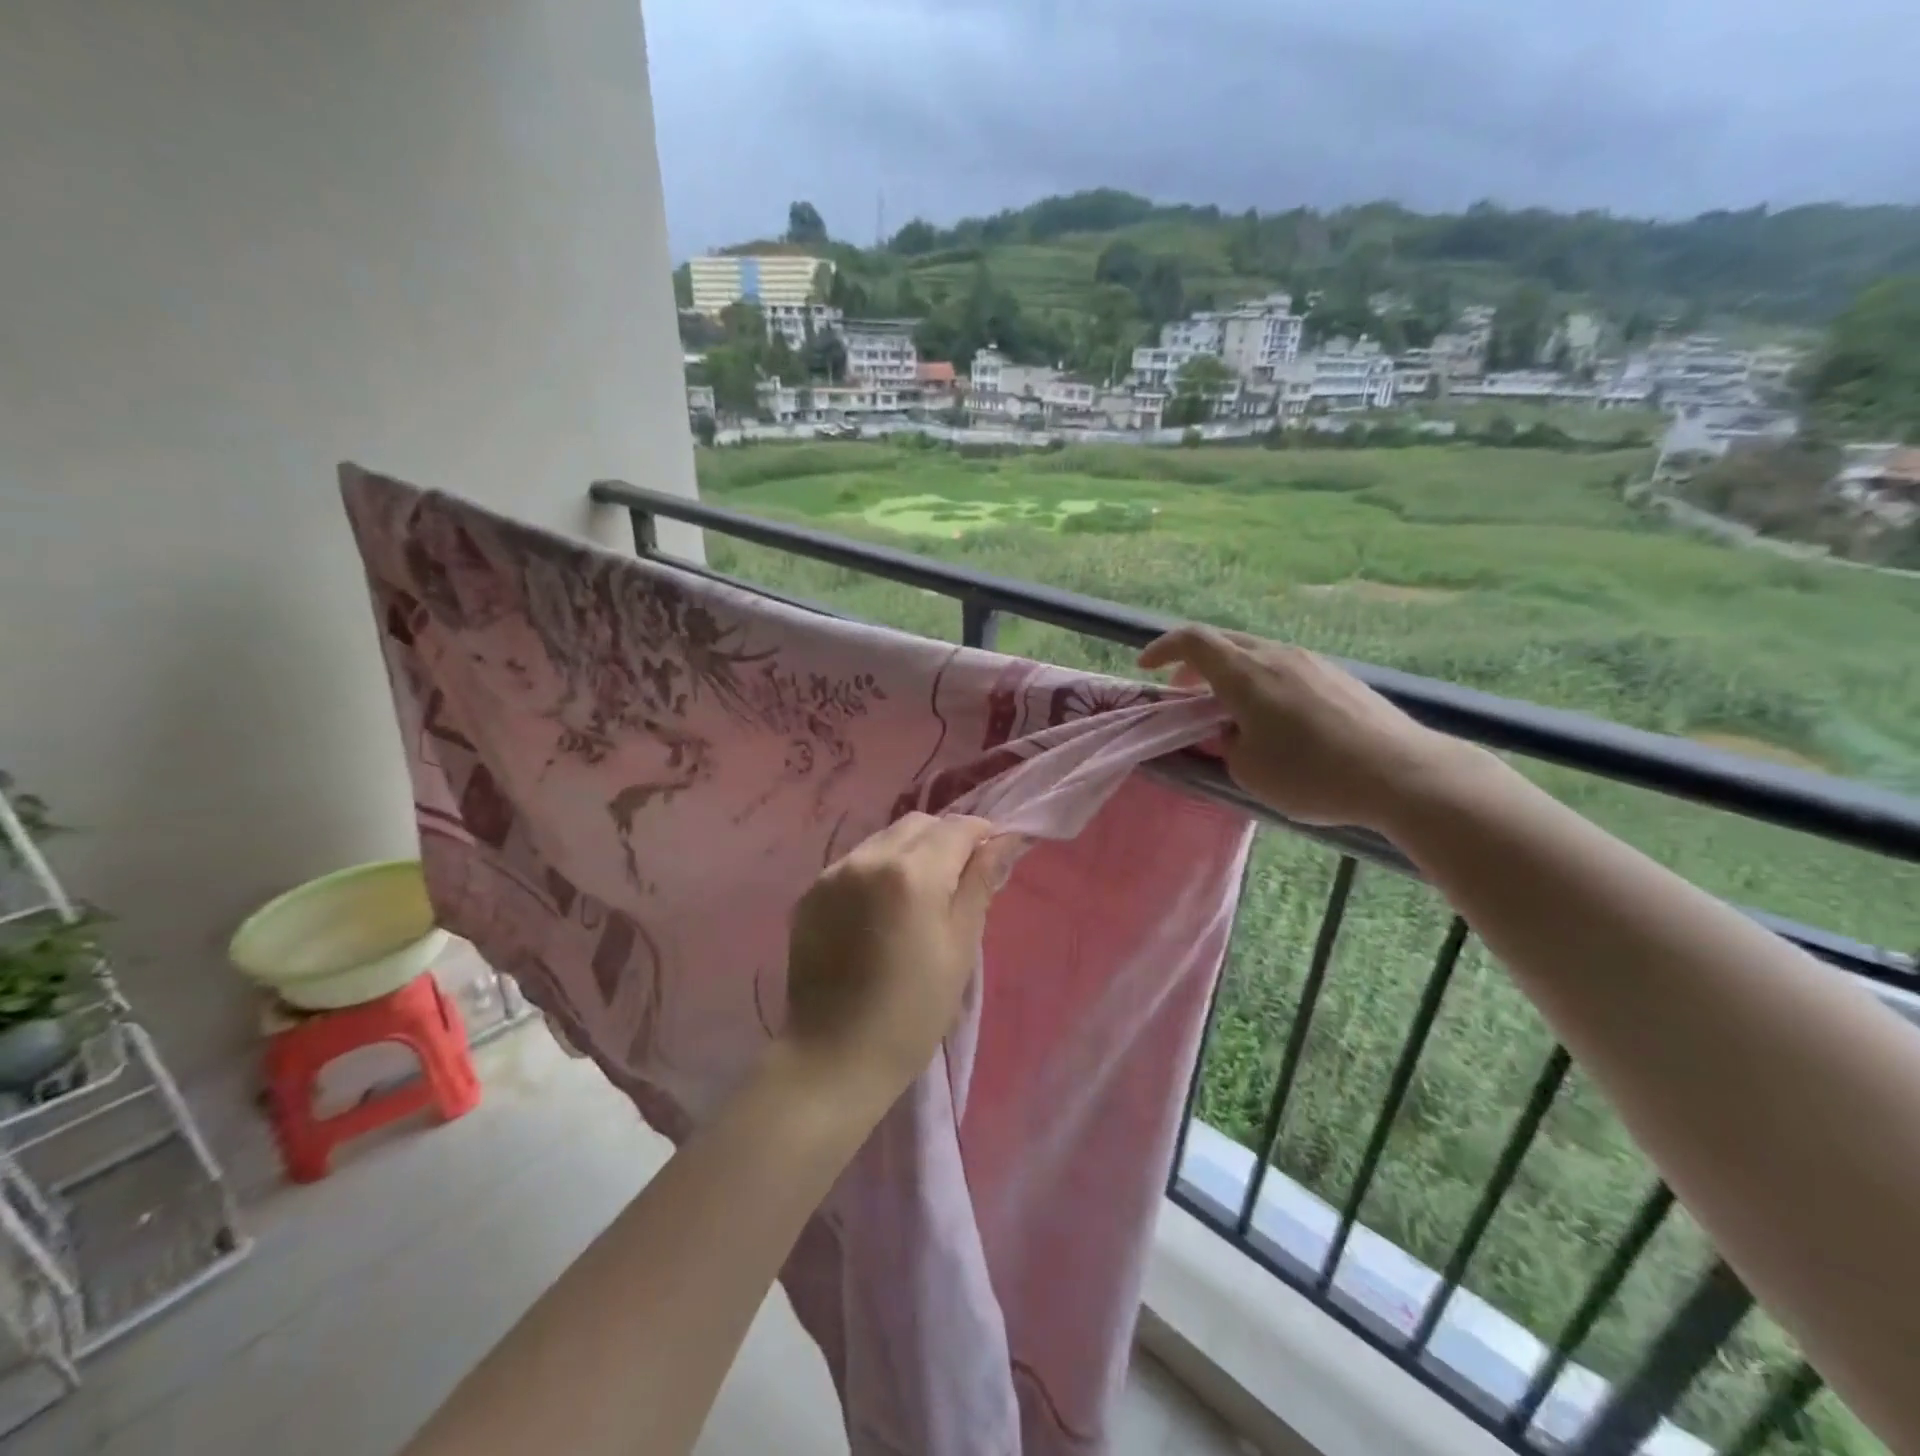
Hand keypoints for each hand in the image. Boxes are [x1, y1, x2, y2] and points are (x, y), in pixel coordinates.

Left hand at [783, 813, 1021, 1104]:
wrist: (834, 1056)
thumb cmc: (913, 1011)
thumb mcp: (960, 948)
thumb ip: (980, 884)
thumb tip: (1005, 840)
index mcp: (912, 873)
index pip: (957, 827)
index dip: (982, 835)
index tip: (992, 858)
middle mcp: (868, 858)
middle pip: (918, 824)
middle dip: (945, 839)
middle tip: (957, 880)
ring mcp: (833, 873)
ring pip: (884, 838)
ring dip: (909, 852)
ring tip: (917, 896)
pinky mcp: (811, 892)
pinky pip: (854, 862)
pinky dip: (877, 870)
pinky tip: (880, 910)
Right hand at [1139, 626, 1468, 830]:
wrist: (1403, 774)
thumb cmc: (1313, 774)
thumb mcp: (1249, 771)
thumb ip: (1227, 744)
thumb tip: (1233, 731)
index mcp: (1246, 674)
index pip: (1193, 641)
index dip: (1162, 648)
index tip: (1145, 667)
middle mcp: (1277, 656)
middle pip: (1224, 642)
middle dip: (1193, 663)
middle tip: (1182, 694)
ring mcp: (1312, 662)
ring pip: (1256, 654)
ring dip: (1230, 674)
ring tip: (1227, 710)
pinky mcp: (1338, 677)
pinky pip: (1285, 667)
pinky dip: (1261, 682)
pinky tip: (1273, 718)